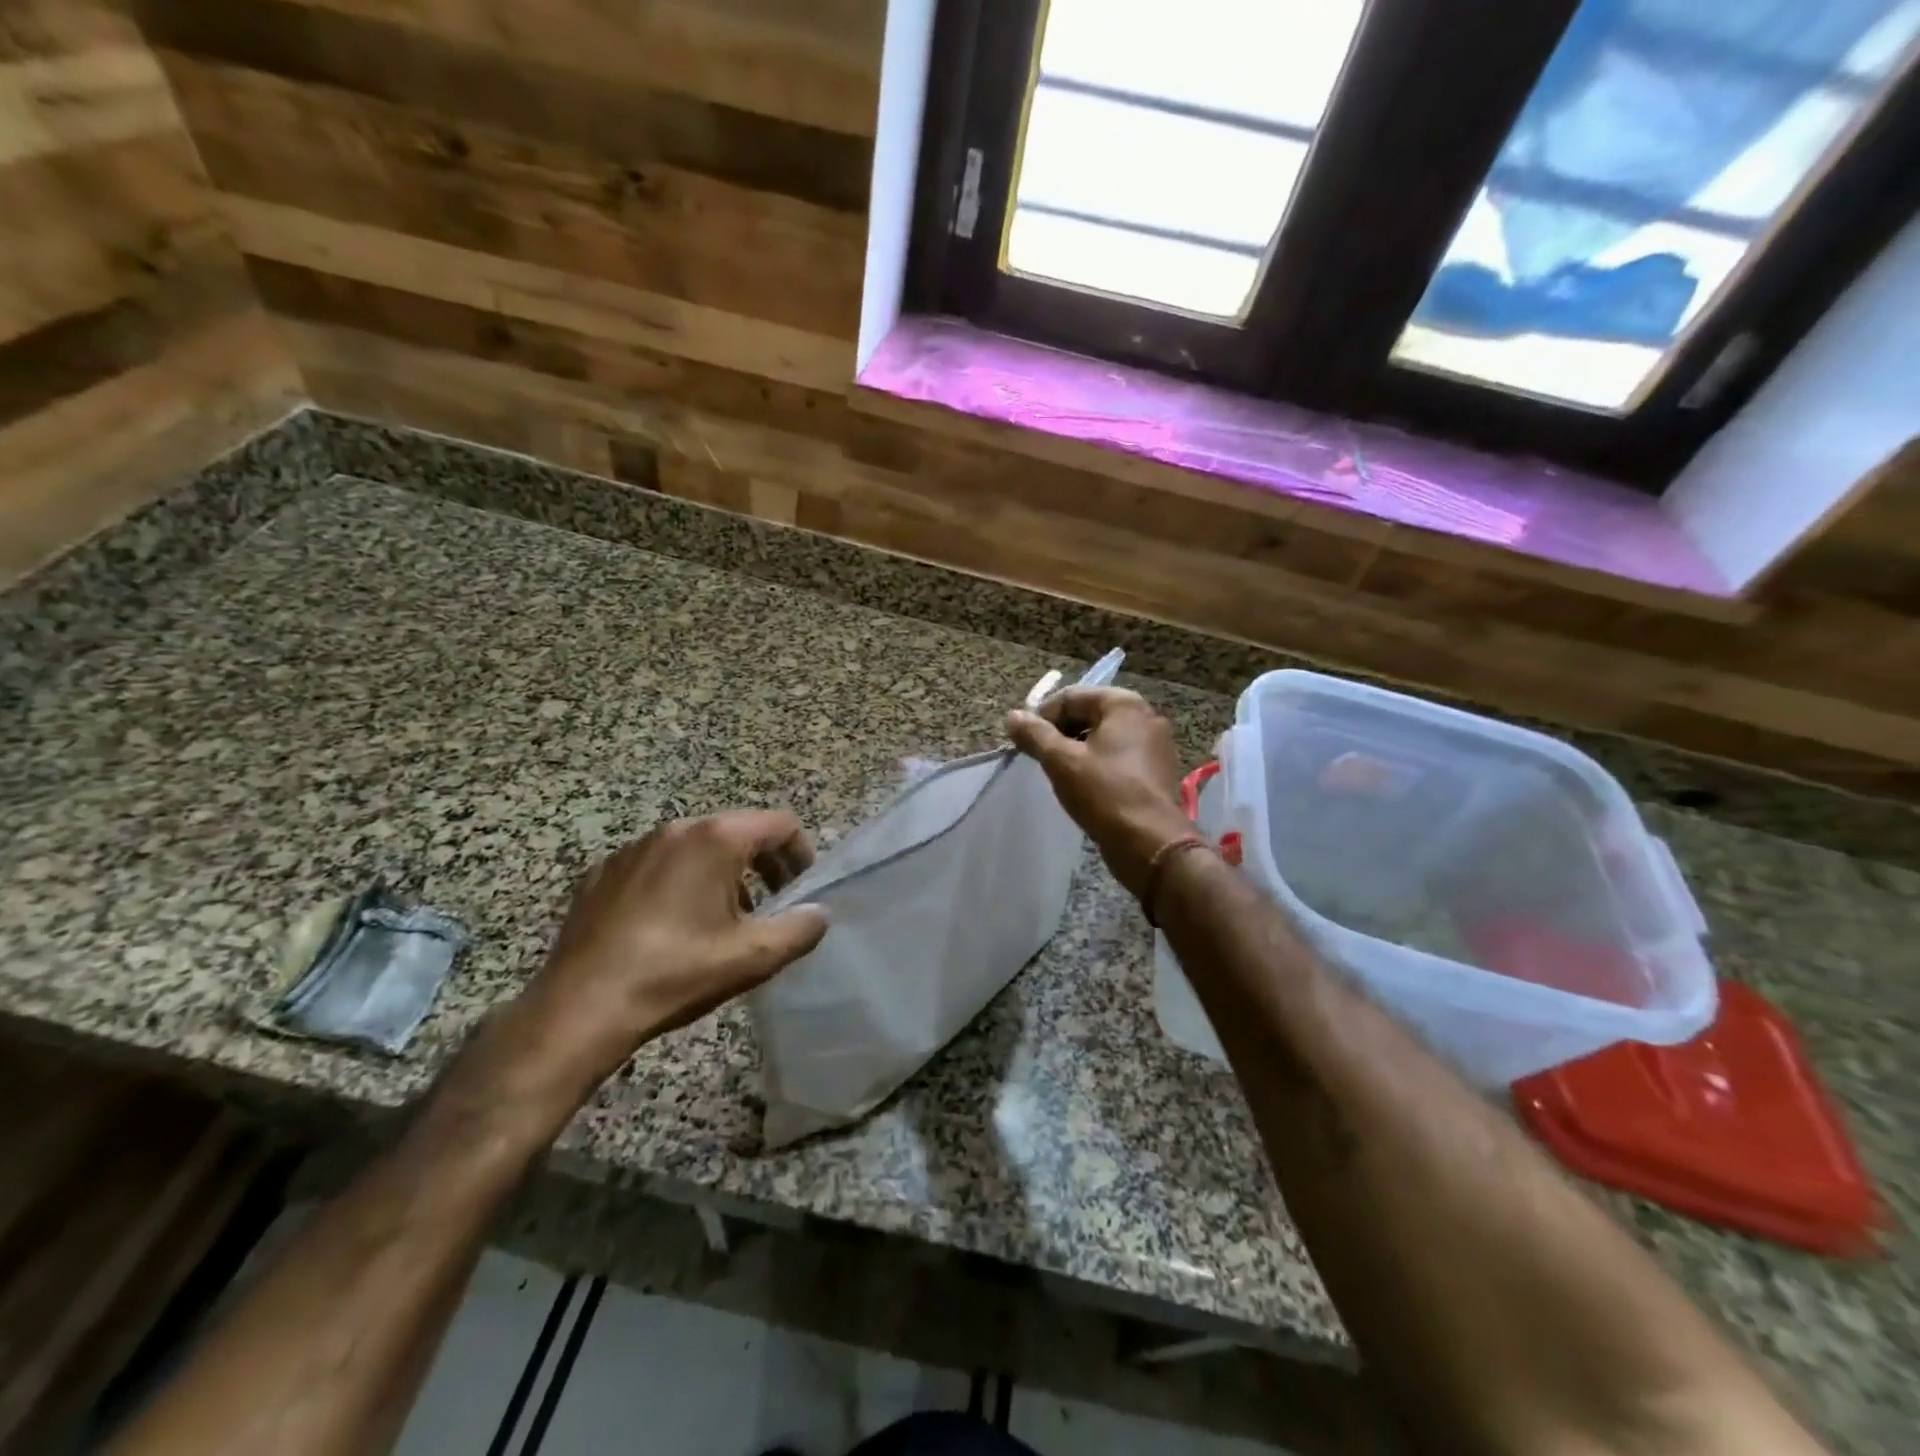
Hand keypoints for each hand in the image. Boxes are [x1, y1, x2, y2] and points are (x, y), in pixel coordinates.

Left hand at [459, 811, 830, 1122]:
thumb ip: (800, 929)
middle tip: (769, 907)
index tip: (801, 890)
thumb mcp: (753, 957)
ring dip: (720, 875)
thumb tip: (820, 914)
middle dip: (762, 865)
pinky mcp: (601, 873)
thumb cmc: (676, 974)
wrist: (580, 1009)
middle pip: (736, 831)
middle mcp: (674, 830)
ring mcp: (632, 849)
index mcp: (715, 840)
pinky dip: (676, 884)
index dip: (800, 853)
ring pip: (694, 848)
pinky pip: (655, 865)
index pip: (779, 824)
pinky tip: (669, 928)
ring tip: (720, 921)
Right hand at [1007, 688, 1190, 897]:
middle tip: (1040, 758)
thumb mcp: (1061, 761)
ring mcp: (1155, 744)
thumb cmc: (1105, 794)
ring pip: (1104, 737)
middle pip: (1089, 713)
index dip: (1042, 717)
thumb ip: (1035, 735)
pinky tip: (1084, 786)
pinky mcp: (1157, 770)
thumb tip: (1013, 716)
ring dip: (1077, 749)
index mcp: (1124, 704)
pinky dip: (1098, 764)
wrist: (1152, 843)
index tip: (1025, 742)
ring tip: (1059, 774)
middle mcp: (1145, 716)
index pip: (1071, 697)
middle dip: (1060, 733)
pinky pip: (1119, 756)